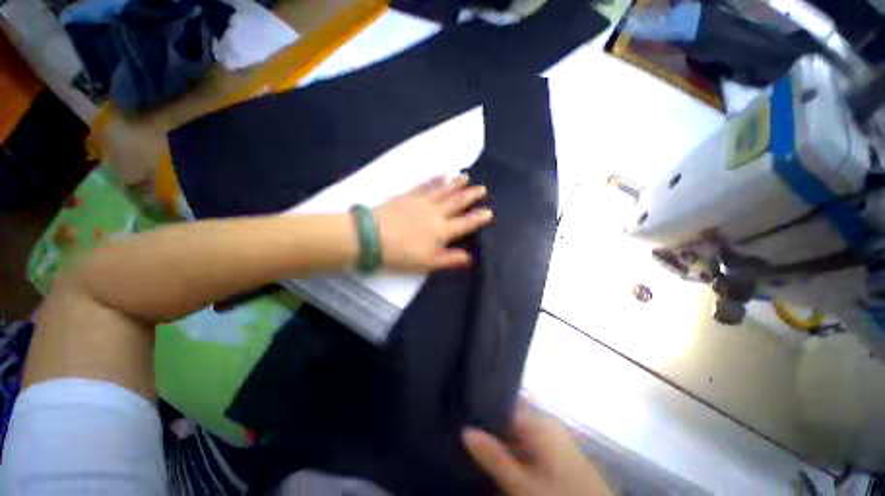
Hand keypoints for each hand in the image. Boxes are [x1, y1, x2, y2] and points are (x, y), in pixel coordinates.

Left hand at [374, 174, 492, 271]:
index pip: (465, 223)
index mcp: (442, 230)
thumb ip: (450, 258)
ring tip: (466, 177)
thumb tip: (470, 257)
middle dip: (471, 195)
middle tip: (482, 188)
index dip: (478, 218)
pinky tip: (440, 174)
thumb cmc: (401, 253)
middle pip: (457, 202)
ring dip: (456, 184)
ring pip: (443, 190)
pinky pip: (425, 185)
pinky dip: (434, 179)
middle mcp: (436, 213)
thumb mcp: (428, 262)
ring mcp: (422, 202)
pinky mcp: (408, 195)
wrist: (371, 236)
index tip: (489, 212)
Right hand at [463, 400, 611, 495]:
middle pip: (510, 416)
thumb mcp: (524, 484)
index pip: (504, 403)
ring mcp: (554, 437)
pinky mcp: (558, 452)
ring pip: (519, 431)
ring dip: (501, 439)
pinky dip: (515, 449)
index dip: (483, 408)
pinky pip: (529, 443)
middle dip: (490, 425)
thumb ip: (494, 457)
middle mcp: (546, 423)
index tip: (464, 412)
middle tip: (466, 432)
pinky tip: (502, 460)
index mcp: (539, 422)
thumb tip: (465, 430)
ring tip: (477, 445)